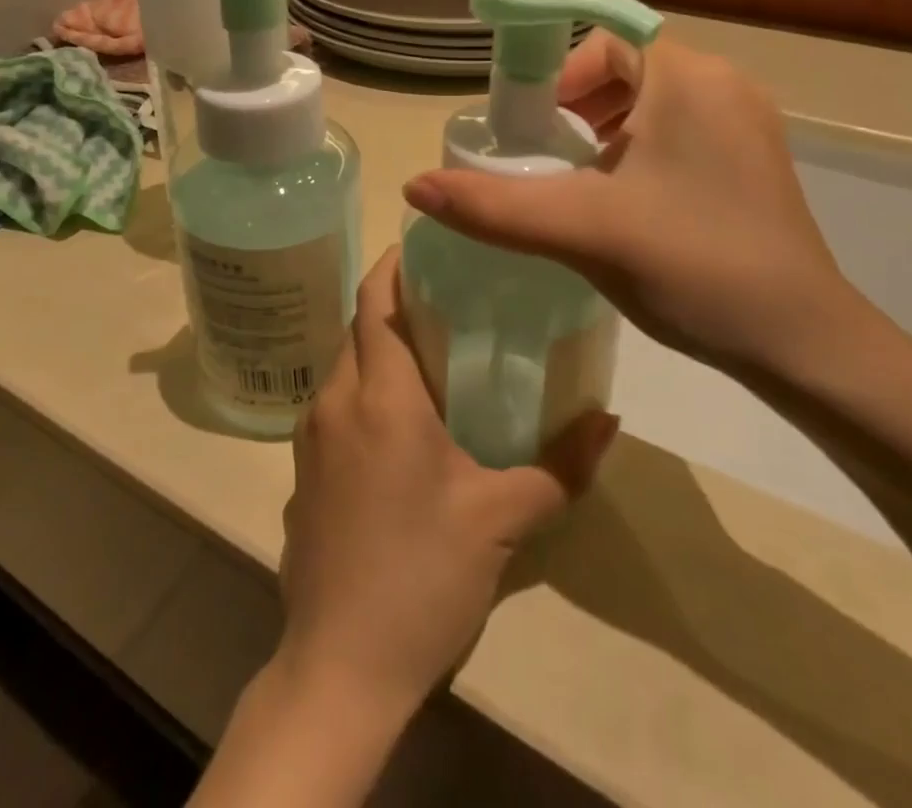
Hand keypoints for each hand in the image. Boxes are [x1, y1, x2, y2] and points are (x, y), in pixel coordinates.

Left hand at [276, 248, 617, 718]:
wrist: (339, 666)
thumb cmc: (423, 578)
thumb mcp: (502, 520)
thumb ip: (561, 465)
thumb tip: (610, 419)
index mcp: (379, 396)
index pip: (375, 301)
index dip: (393, 265)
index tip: (426, 246)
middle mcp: (334, 400)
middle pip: (358, 328)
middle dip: (394, 304)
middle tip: (446, 300)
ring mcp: (309, 436)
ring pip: (343, 366)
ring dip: (377, 349)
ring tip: (430, 354)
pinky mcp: (301, 470)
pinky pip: (333, 406)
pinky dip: (362, 390)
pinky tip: (397, 422)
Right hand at [402, 31, 886, 379]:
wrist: (803, 345)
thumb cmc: (694, 266)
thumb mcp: (583, 230)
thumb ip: (494, 206)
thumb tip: (414, 185)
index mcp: (689, 77)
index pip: (602, 36)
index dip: (551, 71)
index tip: (524, 123)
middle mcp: (722, 85)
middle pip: (622, 67)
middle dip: (571, 105)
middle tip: (540, 155)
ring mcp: (742, 123)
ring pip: (648, 101)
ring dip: (599, 129)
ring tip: (572, 180)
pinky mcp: (749, 160)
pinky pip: (674, 129)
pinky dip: (633, 148)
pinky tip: (619, 201)